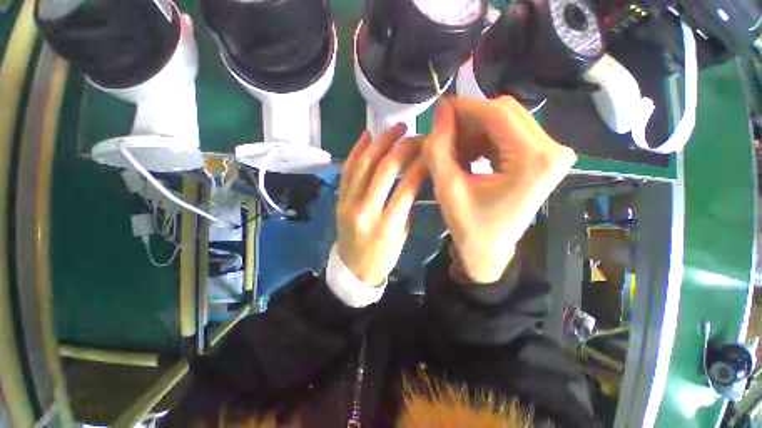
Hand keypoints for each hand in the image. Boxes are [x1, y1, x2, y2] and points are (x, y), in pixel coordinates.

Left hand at [337, 124, 427, 285]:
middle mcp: (365, 211)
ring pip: (363, 164)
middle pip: (384, 170)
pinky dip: (357, 150)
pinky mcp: (339, 199)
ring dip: (380, 142)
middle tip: (415, 135)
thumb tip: (415, 178)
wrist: (352, 269)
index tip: (431, 151)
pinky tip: (367, 135)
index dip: (421, 164)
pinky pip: (347, 170)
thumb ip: (407, 207)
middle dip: (402, 147)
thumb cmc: (383, 257)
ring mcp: (348, 203)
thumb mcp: (402, 236)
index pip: (407, 186)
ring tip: (395, 128)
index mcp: (387, 225)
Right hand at [424, 96, 576, 283]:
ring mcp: (551, 153)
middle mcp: (552, 150)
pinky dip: (484, 140)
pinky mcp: (543, 158)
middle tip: (444, 137)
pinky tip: (469, 157)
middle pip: (505, 112)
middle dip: (470, 120)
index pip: (497, 113)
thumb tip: (440, 111)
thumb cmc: (469, 226)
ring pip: (506, 121)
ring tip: (455, 153)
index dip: (464, 107)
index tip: (439, 111)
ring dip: (475, 131)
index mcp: (534, 161)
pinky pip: (509, 134)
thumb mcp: (447, 189)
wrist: (490, 250)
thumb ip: (438, 149)